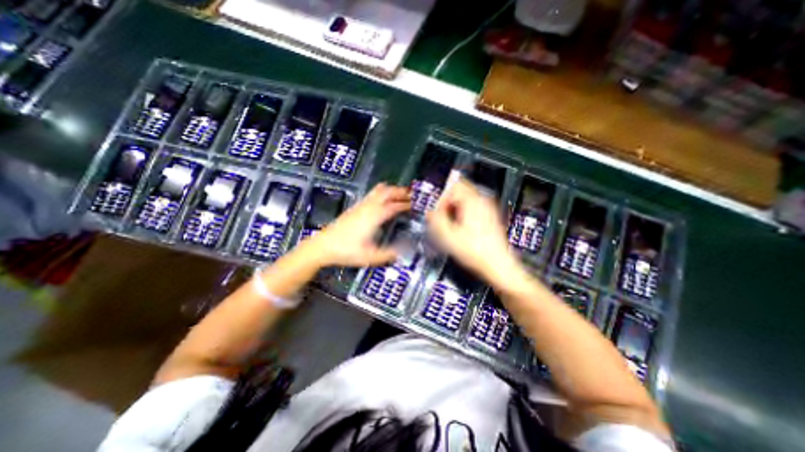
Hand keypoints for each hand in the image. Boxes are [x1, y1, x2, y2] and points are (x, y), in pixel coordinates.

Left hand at [307, 184, 410, 267]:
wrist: (323, 246)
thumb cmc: (346, 251)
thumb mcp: (370, 256)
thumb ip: (388, 255)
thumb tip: (402, 252)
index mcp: (374, 216)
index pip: (394, 206)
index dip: (406, 204)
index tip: (416, 205)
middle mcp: (368, 207)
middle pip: (387, 191)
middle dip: (400, 191)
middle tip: (412, 195)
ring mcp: (360, 205)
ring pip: (378, 190)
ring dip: (391, 190)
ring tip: (400, 195)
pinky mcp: (355, 208)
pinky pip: (372, 194)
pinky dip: (382, 193)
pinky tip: (384, 201)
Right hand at [427, 179, 521, 283]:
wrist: (498, 265)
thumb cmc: (476, 251)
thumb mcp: (449, 236)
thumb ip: (436, 220)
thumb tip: (430, 212)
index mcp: (472, 201)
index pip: (453, 186)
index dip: (442, 198)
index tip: (437, 211)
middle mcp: (482, 200)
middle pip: (460, 191)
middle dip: (448, 202)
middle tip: (442, 217)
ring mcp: (487, 208)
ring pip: (465, 199)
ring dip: (455, 208)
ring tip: (451, 224)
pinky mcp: (489, 216)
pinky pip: (472, 207)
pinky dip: (463, 213)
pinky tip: (461, 228)